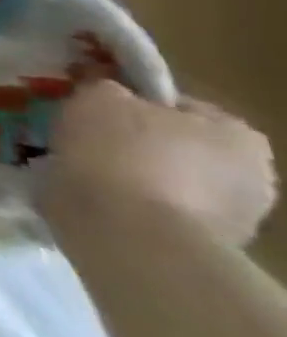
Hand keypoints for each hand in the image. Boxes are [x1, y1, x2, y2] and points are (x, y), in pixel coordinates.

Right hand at [40, 80, 277, 246]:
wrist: (128, 233)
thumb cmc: (119, 152)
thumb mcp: (98, 97)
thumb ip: (108, 88)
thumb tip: (108, 93)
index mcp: (238, 133)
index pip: (174, 105)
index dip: (128, 104)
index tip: (91, 111)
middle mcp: (254, 175)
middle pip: (175, 146)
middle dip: (134, 145)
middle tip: (84, 142)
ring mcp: (237, 218)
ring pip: (168, 182)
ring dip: (132, 177)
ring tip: (83, 176)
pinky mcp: (205, 247)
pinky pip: (159, 213)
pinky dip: (132, 207)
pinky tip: (98, 204)